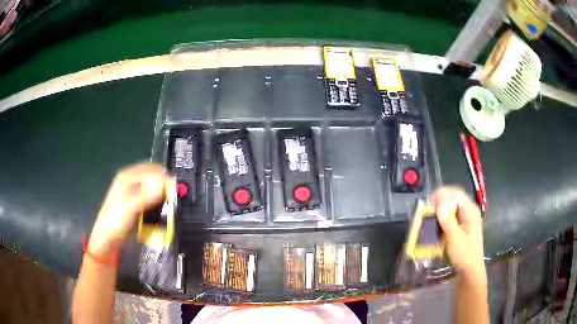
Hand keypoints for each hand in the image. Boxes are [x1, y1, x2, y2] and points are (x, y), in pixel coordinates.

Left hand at [88, 163, 173, 256]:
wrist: (107, 238)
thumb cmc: (115, 221)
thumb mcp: (130, 207)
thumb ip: (146, 195)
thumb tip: (165, 184)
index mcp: (127, 176)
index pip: (151, 169)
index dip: (164, 177)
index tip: (176, 189)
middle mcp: (130, 180)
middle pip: (152, 177)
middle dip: (164, 185)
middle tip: (174, 197)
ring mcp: (132, 191)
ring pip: (152, 187)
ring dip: (161, 194)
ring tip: (169, 204)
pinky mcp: (135, 202)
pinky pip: (150, 197)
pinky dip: (157, 202)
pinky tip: (160, 210)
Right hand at [433, 186, 485, 281]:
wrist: (470, 271)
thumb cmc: (464, 255)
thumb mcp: (455, 239)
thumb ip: (447, 221)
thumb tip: (438, 205)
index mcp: (471, 212)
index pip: (457, 194)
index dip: (444, 193)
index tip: (430, 198)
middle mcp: (470, 212)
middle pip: (455, 199)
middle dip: (442, 201)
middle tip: (428, 206)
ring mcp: (467, 220)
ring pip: (453, 208)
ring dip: (442, 209)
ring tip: (431, 214)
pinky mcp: (463, 227)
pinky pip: (453, 217)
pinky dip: (444, 218)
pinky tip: (438, 224)